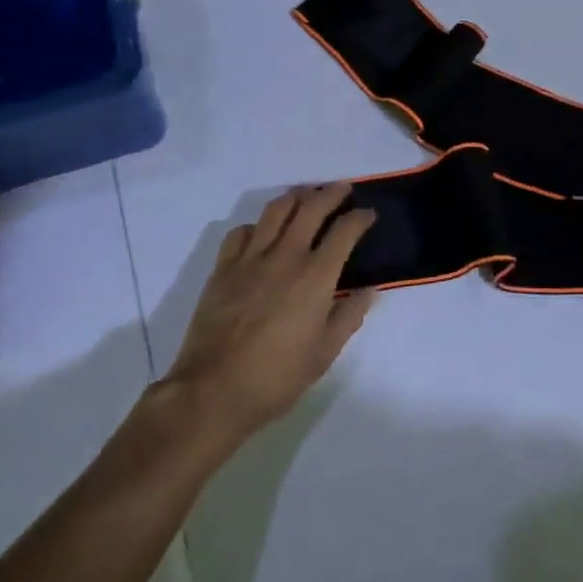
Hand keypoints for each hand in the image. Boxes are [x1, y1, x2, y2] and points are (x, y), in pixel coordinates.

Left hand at [162, 183, 378, 448]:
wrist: (213, 391)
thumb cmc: (277, 377)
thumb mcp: (325, 353)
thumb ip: (349, 315)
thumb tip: (369, 289)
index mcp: (316, 276)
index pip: (345, 231)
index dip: (360, 218)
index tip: (368, 215)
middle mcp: (285, 256)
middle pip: (311, 208)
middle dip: (331, 193)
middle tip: (342, 190)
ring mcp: (250, 259)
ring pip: (275, 211)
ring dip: (295, 197)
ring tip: (305, 196)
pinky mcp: (223, 269)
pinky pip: (241, 232)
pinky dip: (257, 225)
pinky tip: (262, 233)